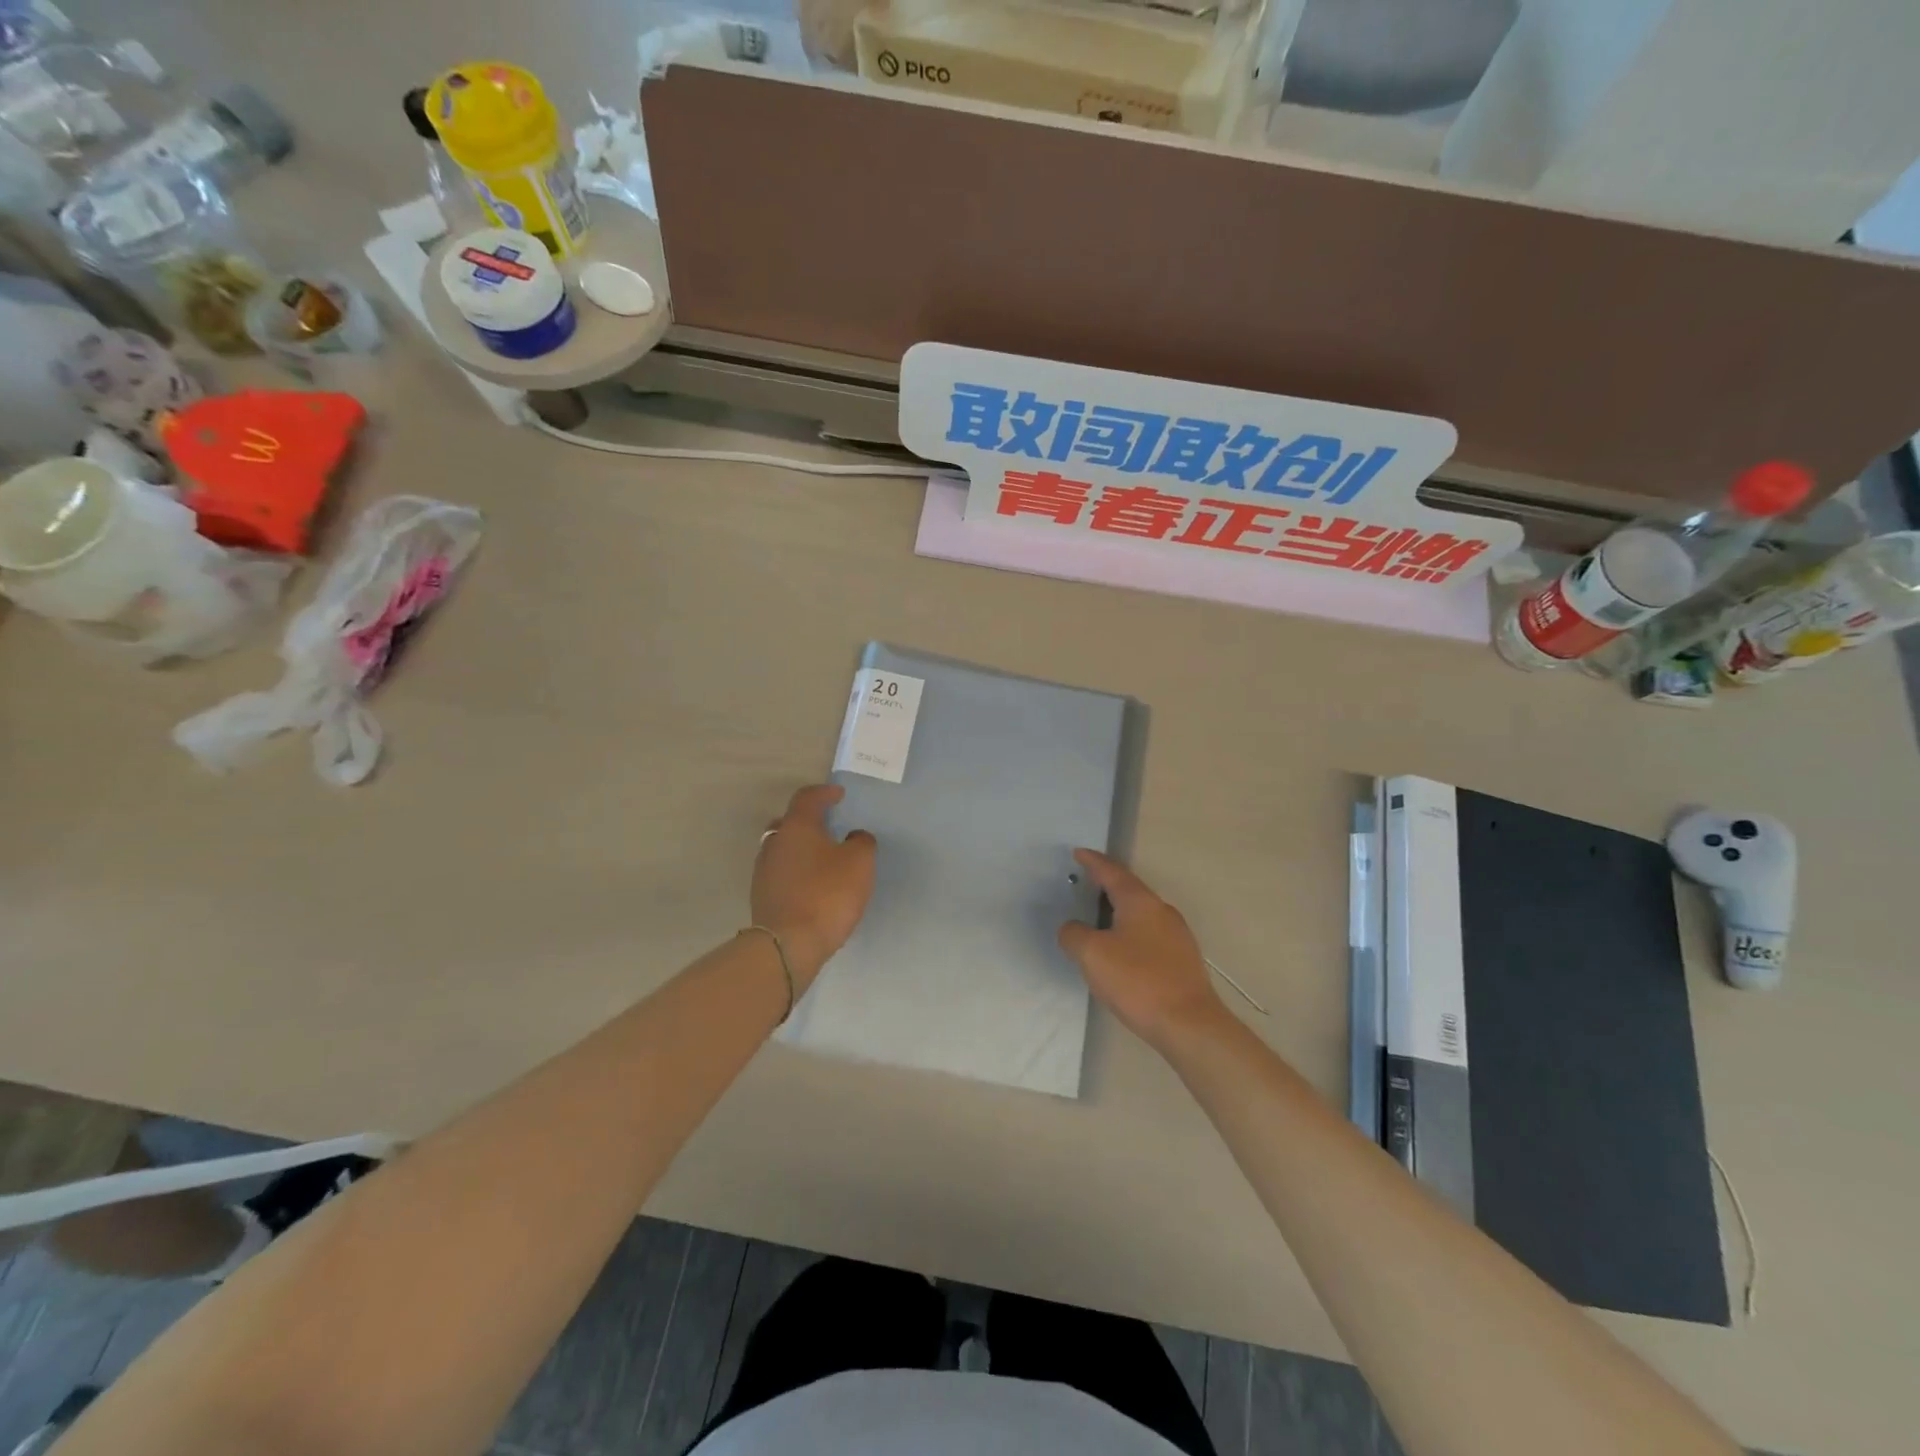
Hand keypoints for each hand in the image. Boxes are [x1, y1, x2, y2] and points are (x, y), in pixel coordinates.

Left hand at [751, 784, 876, 987]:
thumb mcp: (859, 863)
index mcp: (797, 826)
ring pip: (783, 848)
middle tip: (828, 826)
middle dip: (809, 821)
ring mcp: (763, 870)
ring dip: (802, 848)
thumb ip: (861, 842)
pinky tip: (812, 884)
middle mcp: (775, 842)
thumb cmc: (827, 894)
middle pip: (790, 821)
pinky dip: (796, 871)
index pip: (807, 797)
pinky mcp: (761, 895)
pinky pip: (781, 872)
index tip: (839, 795)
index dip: (824, 792)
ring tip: (823, 859)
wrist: (789, 943)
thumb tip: (854, 837)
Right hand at [1057, 849, 1224, 1048]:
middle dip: (1106, 885)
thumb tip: (1072, 929)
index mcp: (1140, 902)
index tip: (1078, 852)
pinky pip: (1149, 934)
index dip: (1093, 862)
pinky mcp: (1182, 960)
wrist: (1189, 1025)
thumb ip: (1074, 935)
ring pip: (1141, 913)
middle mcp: (1161, 911)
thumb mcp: (1093, 955)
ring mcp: (1176, 935)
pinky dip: (1129, 932)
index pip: (1113, 872)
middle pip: (1129, 890)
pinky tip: (1120, 950)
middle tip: (1085, 884)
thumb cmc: (1138, 981)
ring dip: (1118, 911)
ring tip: (1098, 918)